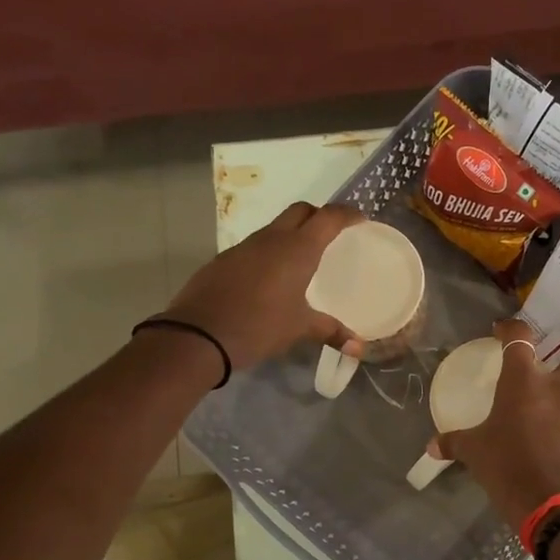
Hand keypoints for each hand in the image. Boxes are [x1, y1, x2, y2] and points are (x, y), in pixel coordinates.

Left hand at [162, 202, 364, 370]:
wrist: (199, 335)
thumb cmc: (259, 326)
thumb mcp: (299, 329)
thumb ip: (330, 331)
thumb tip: (359, 348)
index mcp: (297, 249)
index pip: (328, 217)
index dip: (346, 214)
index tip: (360, 219)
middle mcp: (271, 239)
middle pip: (300, 211)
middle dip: (318, 216)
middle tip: (331, 235)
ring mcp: (244, 247)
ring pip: (275, 228)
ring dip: (291, 235)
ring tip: (302, 260)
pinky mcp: (224, 260)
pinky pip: (254, 247)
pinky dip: (269, 253)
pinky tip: (270, 279)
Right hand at [430, 318, 559, 524]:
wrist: (550, 505)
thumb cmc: (506, 466)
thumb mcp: (474, 452)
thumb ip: (454, 442)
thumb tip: (431, 447)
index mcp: (524, 382)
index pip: (520, 338)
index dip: (512, 329)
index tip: (502, 331)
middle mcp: (558, 391)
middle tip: (551, 377)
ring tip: (546, 429)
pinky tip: (556, 458)